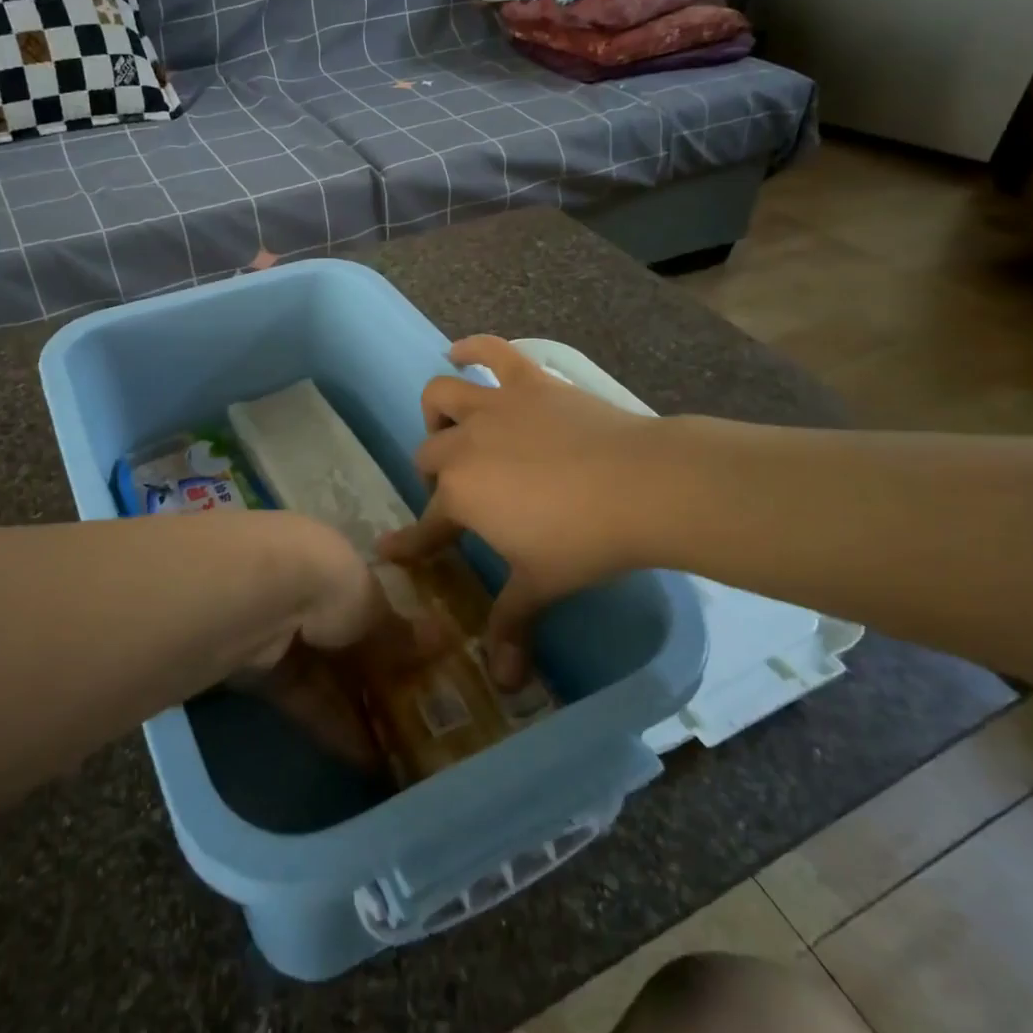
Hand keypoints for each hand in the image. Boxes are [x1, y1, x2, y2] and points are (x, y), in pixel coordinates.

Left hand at [242, 513, 447, 768]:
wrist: (258, 596)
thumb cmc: (326, 580)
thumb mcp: (372, 603)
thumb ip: (397, 629)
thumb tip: (443, 637)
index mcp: (329, 561)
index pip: (362, 599)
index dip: (388, 632)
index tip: (416, 666)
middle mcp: (300, 590)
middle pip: (341, 640)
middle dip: (372, 677)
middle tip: (409, 717)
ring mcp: (277, 630)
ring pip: (323, 673)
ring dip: (355, 709)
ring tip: (395, 752)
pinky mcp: (258, 670)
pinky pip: (302, 699)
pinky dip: (331, 725)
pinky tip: (364, 759)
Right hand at [378, 336, 674, 688]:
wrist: (643, 485)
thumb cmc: (584, 541)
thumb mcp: (541, 586)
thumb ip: (511, 627)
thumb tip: (503, 685)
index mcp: (459, 496)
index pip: (424, 525)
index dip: (407, 541)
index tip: (389, 549)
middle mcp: (462, 446)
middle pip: (427, 455)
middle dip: (433, 477)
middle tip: (461, 498)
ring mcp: (494, 407)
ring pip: (441, 396)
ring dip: (438, 411)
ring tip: (453, 428)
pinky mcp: (528, 382)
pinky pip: (490, 351)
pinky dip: (471, 348)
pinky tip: (458, 351)